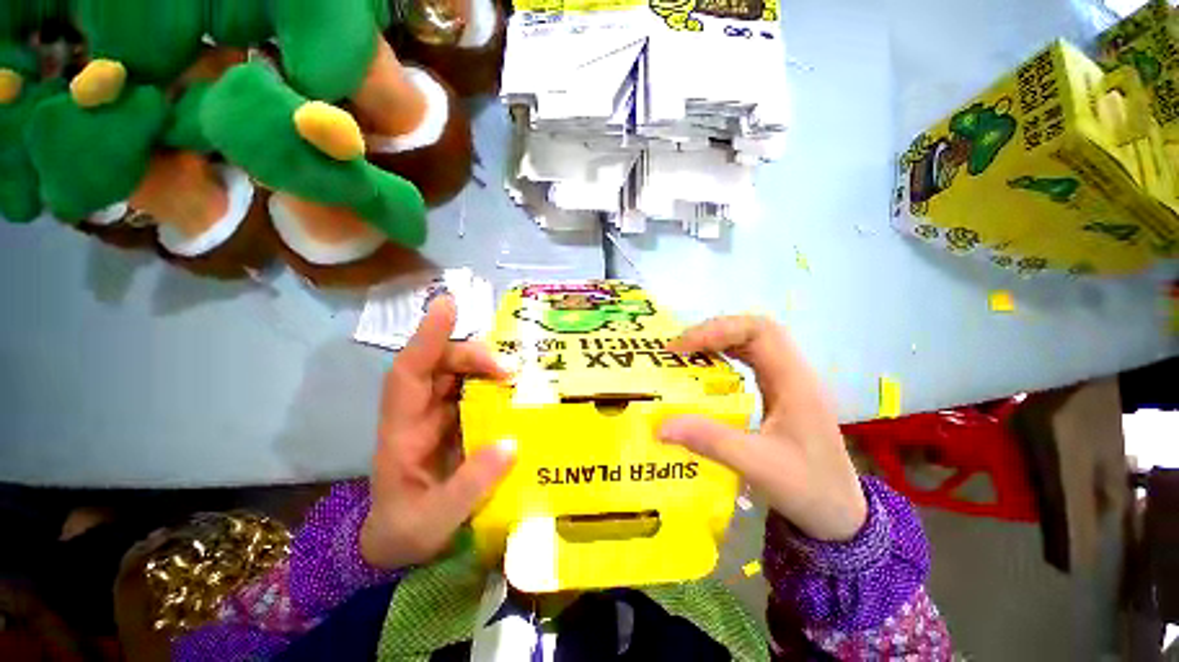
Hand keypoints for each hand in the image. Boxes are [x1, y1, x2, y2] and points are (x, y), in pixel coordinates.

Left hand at [360, 296, 515, 569]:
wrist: (392, 549)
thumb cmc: (406, 533)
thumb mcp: (439, 517)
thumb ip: (473, 483)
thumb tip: (511, 442)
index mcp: (399, 435)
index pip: (407, 374)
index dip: (426, 338)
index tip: (449, 306)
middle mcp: (410, 421)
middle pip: (431, 370)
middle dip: (466, 356)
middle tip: (510, 369)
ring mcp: (426, 429)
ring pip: (447, 383)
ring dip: (477, 372)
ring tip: (515, 376)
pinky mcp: (442, 439)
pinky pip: (461, 405)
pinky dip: (484, 395)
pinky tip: (510, 400)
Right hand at [658, 316, 866, 541]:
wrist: (838, 511)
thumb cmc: (806, 486)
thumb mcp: (757, 465)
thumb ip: (711, 441)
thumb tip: (660, 425)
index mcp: (795, 381)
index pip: (758, 331)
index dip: (717, 329)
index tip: (680, 349)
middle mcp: (797, 376)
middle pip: (758, 334)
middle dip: (717, 334)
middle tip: (678, 353)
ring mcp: (795, 390)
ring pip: (760, 351)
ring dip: (725, 349)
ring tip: (688, 363)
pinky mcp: (790, 406)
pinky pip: (760, 372)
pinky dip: (733, 369)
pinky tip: (713, 387)